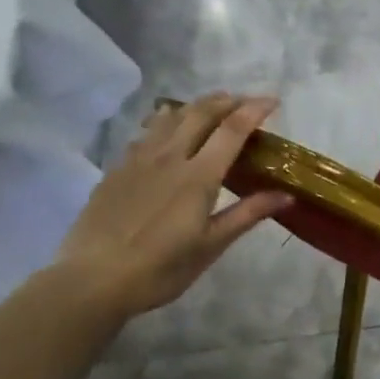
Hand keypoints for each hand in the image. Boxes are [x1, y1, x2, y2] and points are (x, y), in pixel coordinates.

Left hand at [53, 94, 291, 319]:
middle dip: (225, 101)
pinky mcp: (117, 169)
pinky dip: (166, 121)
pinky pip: (146, 133)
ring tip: (210, 106)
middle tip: (244, 101)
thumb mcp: (211, 246)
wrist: (93, 279)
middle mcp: (169, 157)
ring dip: (195, 106)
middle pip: (199, 114)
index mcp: (198, 176)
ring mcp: (138, 160)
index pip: (232, 130)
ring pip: (169, 117)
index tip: (273, 100)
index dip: (254, 110)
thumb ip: (247, 214)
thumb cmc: (161, 268)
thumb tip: (286, 195)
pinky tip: (166, 130)